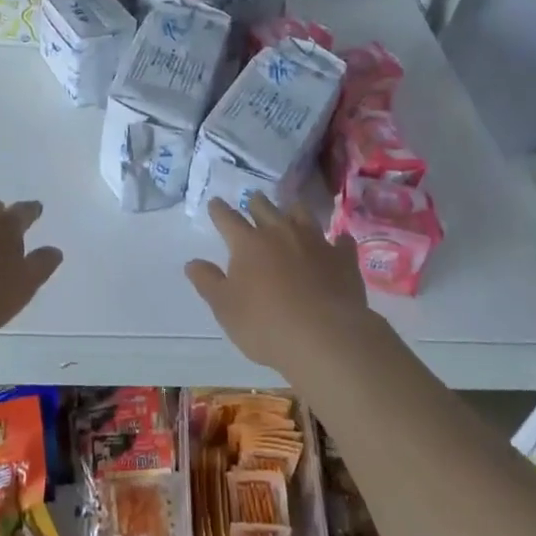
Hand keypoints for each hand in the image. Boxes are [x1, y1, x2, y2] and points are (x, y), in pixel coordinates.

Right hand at [186, 195, 374, 375]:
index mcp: (248, 243)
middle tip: (254, 199)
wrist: (325, 337)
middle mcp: (280, 233)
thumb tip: (192, 263)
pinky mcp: (343, 258)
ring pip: (302, 214)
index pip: (228, 219)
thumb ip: (208, 282)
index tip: (215, 203)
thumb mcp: (225, 308)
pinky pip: (340, 241)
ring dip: (294, 211)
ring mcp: (315, 242)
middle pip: (265, 208)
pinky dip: (336, 240)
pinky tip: (337, 242)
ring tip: (291, 211)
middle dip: (256, 202)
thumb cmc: (265, 324)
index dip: (219, 210)